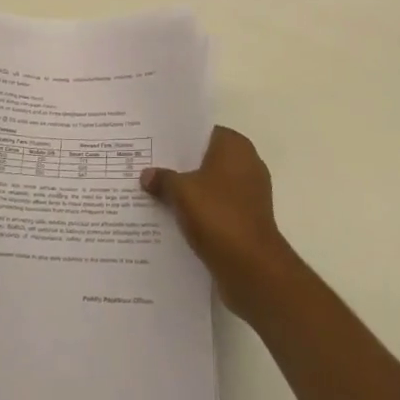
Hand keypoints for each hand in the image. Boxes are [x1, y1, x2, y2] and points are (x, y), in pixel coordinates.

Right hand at [142, 126, 296, 318]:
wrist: (252, 267)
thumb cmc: (218, 216)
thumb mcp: (182, 192)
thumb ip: (163, 178)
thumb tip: (147, 175)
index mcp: (235, 146)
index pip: (202, 132)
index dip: (178, 138)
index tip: (154, 145)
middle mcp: (247, 164)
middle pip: (206, 159)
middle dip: (180, 166)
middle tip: (148, 168)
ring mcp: (250, 193)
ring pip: (211, 185)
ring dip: (189, 192)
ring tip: (155, 195)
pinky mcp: (247, 219)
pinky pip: (217, 207)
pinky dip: (200, 212)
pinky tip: (173, 219)